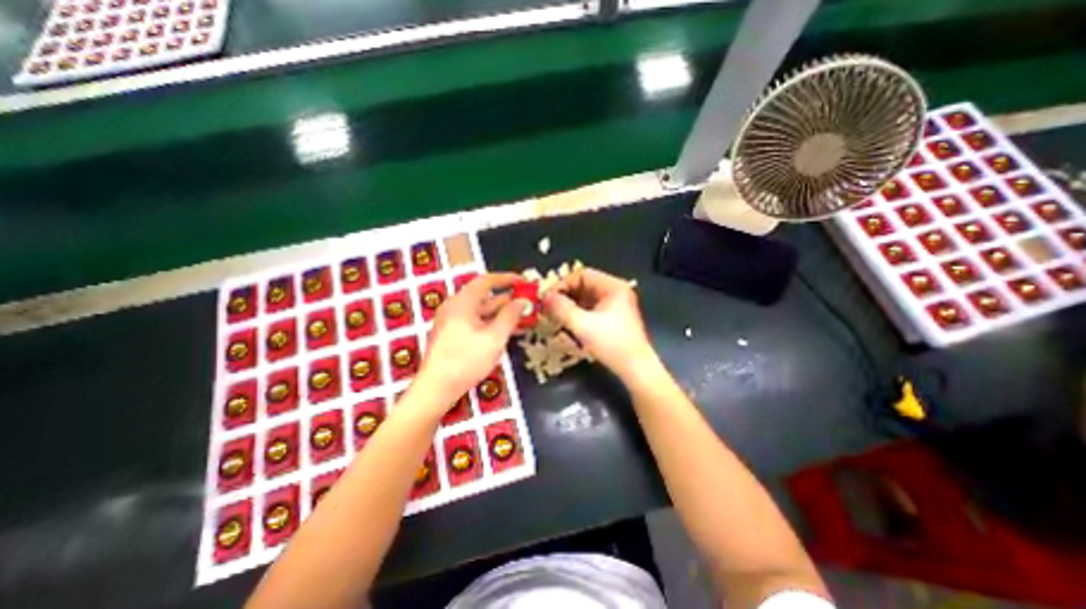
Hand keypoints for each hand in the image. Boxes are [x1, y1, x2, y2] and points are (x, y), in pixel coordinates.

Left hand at [413, 274, 527, 410]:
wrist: (436, 388)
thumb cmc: (466, 361)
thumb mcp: (494, 338)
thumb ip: (510, 316)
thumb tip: (522, 301)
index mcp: (462, 303)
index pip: (486, 281)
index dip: (507, 279)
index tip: (524, 282)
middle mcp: (455, 307)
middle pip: (484, 296)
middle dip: (507, 299)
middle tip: (527, 303)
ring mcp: (452, 321)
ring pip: (481, 311)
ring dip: (501, 313)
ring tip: (522, 318)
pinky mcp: (452, 334)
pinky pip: (475, 321)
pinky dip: (491, 323)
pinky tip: (506, 331)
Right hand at [548, 267, 655, 379]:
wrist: (636, 370)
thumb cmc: (612, 344)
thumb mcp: (583, 325)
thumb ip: (561, 309)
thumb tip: (544, 297)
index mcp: (613, 287)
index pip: (582, 275)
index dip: (563, 284)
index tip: (548, 298)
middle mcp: (615, 292)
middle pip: (583, 286)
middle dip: (565, 296)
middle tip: (548, 309)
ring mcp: (615, 306)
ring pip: (585, 299)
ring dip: (569, 306)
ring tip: (555, 317)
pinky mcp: (613, 319)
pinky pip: (590, 310)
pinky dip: (577, 315)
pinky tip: (568, 325)